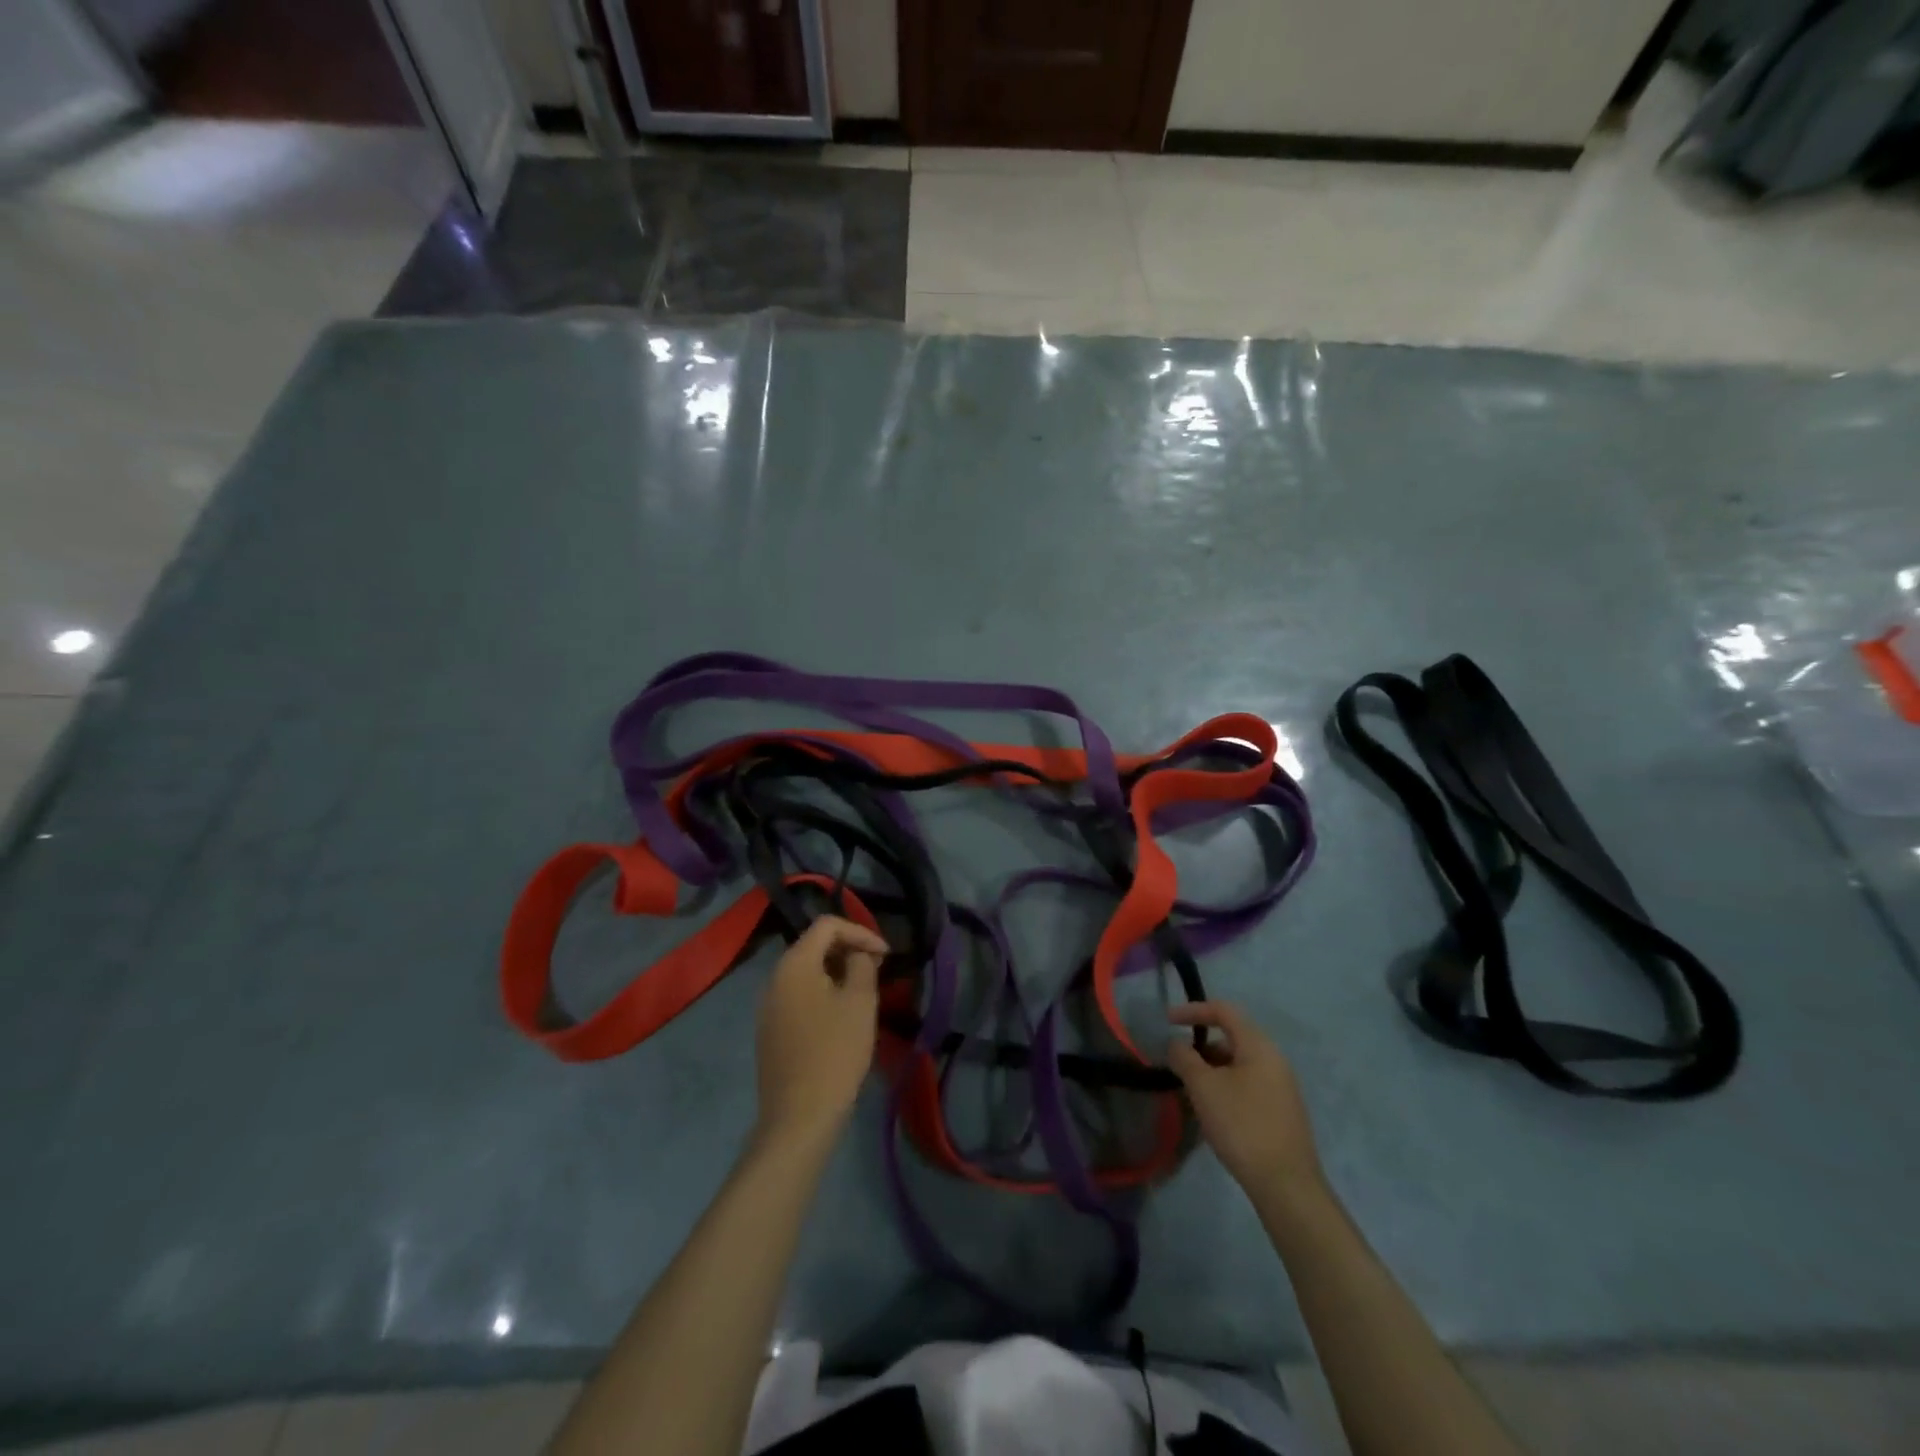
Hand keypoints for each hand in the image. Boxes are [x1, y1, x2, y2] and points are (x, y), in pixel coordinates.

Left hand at [754, 915, 889, 1145]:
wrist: (799, 1116)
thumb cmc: (835, 1052)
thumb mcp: (859, 1002)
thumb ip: (862, 966)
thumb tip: (858, 955)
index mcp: (794, 964)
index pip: (827, 925)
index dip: (860, 931)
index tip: (885, 954)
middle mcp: (775, 978)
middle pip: (813, 946)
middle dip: (848, 950)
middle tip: (878, 969)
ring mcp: (768, 1006)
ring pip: (807, 973)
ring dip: (837, 972)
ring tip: (864, 991)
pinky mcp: (771, 1031)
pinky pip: (799, 996)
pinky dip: (823, 994)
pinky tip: (842, 1016)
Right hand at [1168, 1001, 1323, 1200]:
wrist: (1286, 1185)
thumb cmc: (1242, 1125)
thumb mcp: (1204, 1087)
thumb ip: (1184, 1058)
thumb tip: (1176, 1044)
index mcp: (1259, 1046)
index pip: (1223, 1011)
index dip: (1192, 1010)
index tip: (1167, 1021)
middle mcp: (1274, 1060)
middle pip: (1231, 1038)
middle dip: (1200, 1047)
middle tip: (1177, 1065)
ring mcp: (1281, 1088)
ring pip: (1238, 1065)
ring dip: (1211, 1070)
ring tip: (1190, 1092)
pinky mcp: (1281, 1112)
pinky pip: (1247, 1085)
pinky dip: (1225, 1088)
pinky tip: (1212, 1113)